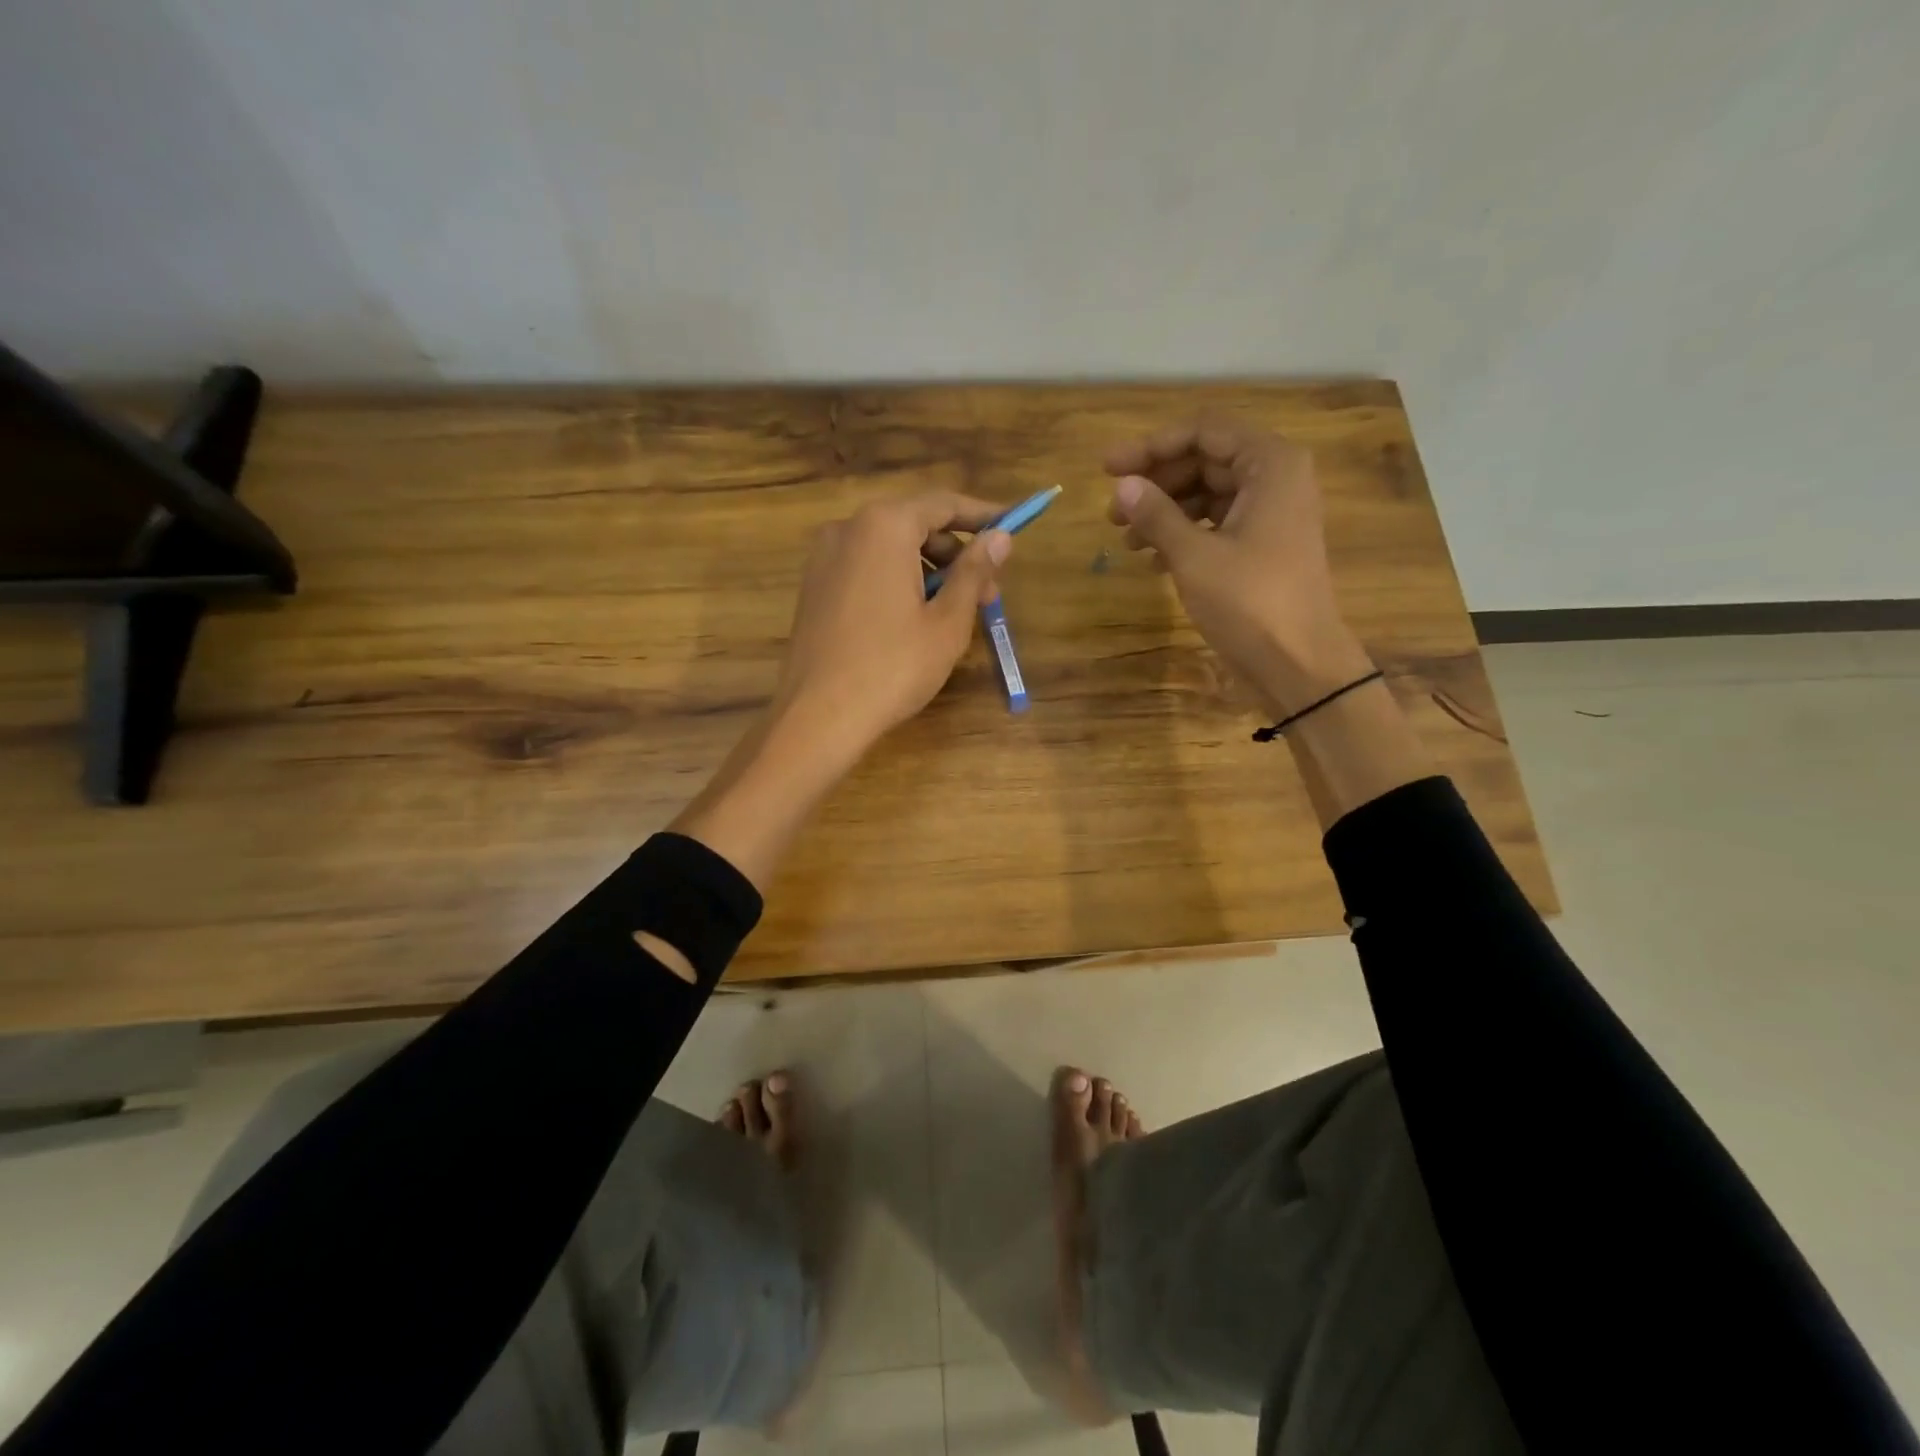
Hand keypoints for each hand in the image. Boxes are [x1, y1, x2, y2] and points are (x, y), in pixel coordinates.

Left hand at [773, 491, 1012, 762]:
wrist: (817, 716)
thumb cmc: (892, 667)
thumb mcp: (947, 621)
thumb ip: (974, 572)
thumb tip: (1000, 537)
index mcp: (884, 526)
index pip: (943, 503)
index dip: (982, 515)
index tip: (1012, 527)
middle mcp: (848, 528)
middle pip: (914, 524)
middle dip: (956, 552)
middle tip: (988, 591)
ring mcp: (824, 558)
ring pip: (890, 548)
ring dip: (929, 569)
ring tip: (955, 611)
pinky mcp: (814, 587)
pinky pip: (866, 568)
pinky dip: (898, 580)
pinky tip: (916, 618)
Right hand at [1105, 417, 1372, 714]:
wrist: (1297, 664)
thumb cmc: (1250, 602)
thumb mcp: (1194, 556)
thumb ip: (1156, 514)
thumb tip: (1122, 485)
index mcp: (1270, 465)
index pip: (1204, 432)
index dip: (1152, 446)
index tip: (1109, 468)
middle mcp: (1275, 479)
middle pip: (1205, 461)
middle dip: (1156, 483)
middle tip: (1112, 511)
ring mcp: (1271, 514)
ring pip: (1208, 494)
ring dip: (1165, 512)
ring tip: (1126, 539)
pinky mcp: (1262, 547)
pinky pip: (1216, 524)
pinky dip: (1183, 535)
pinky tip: (1153, 560)